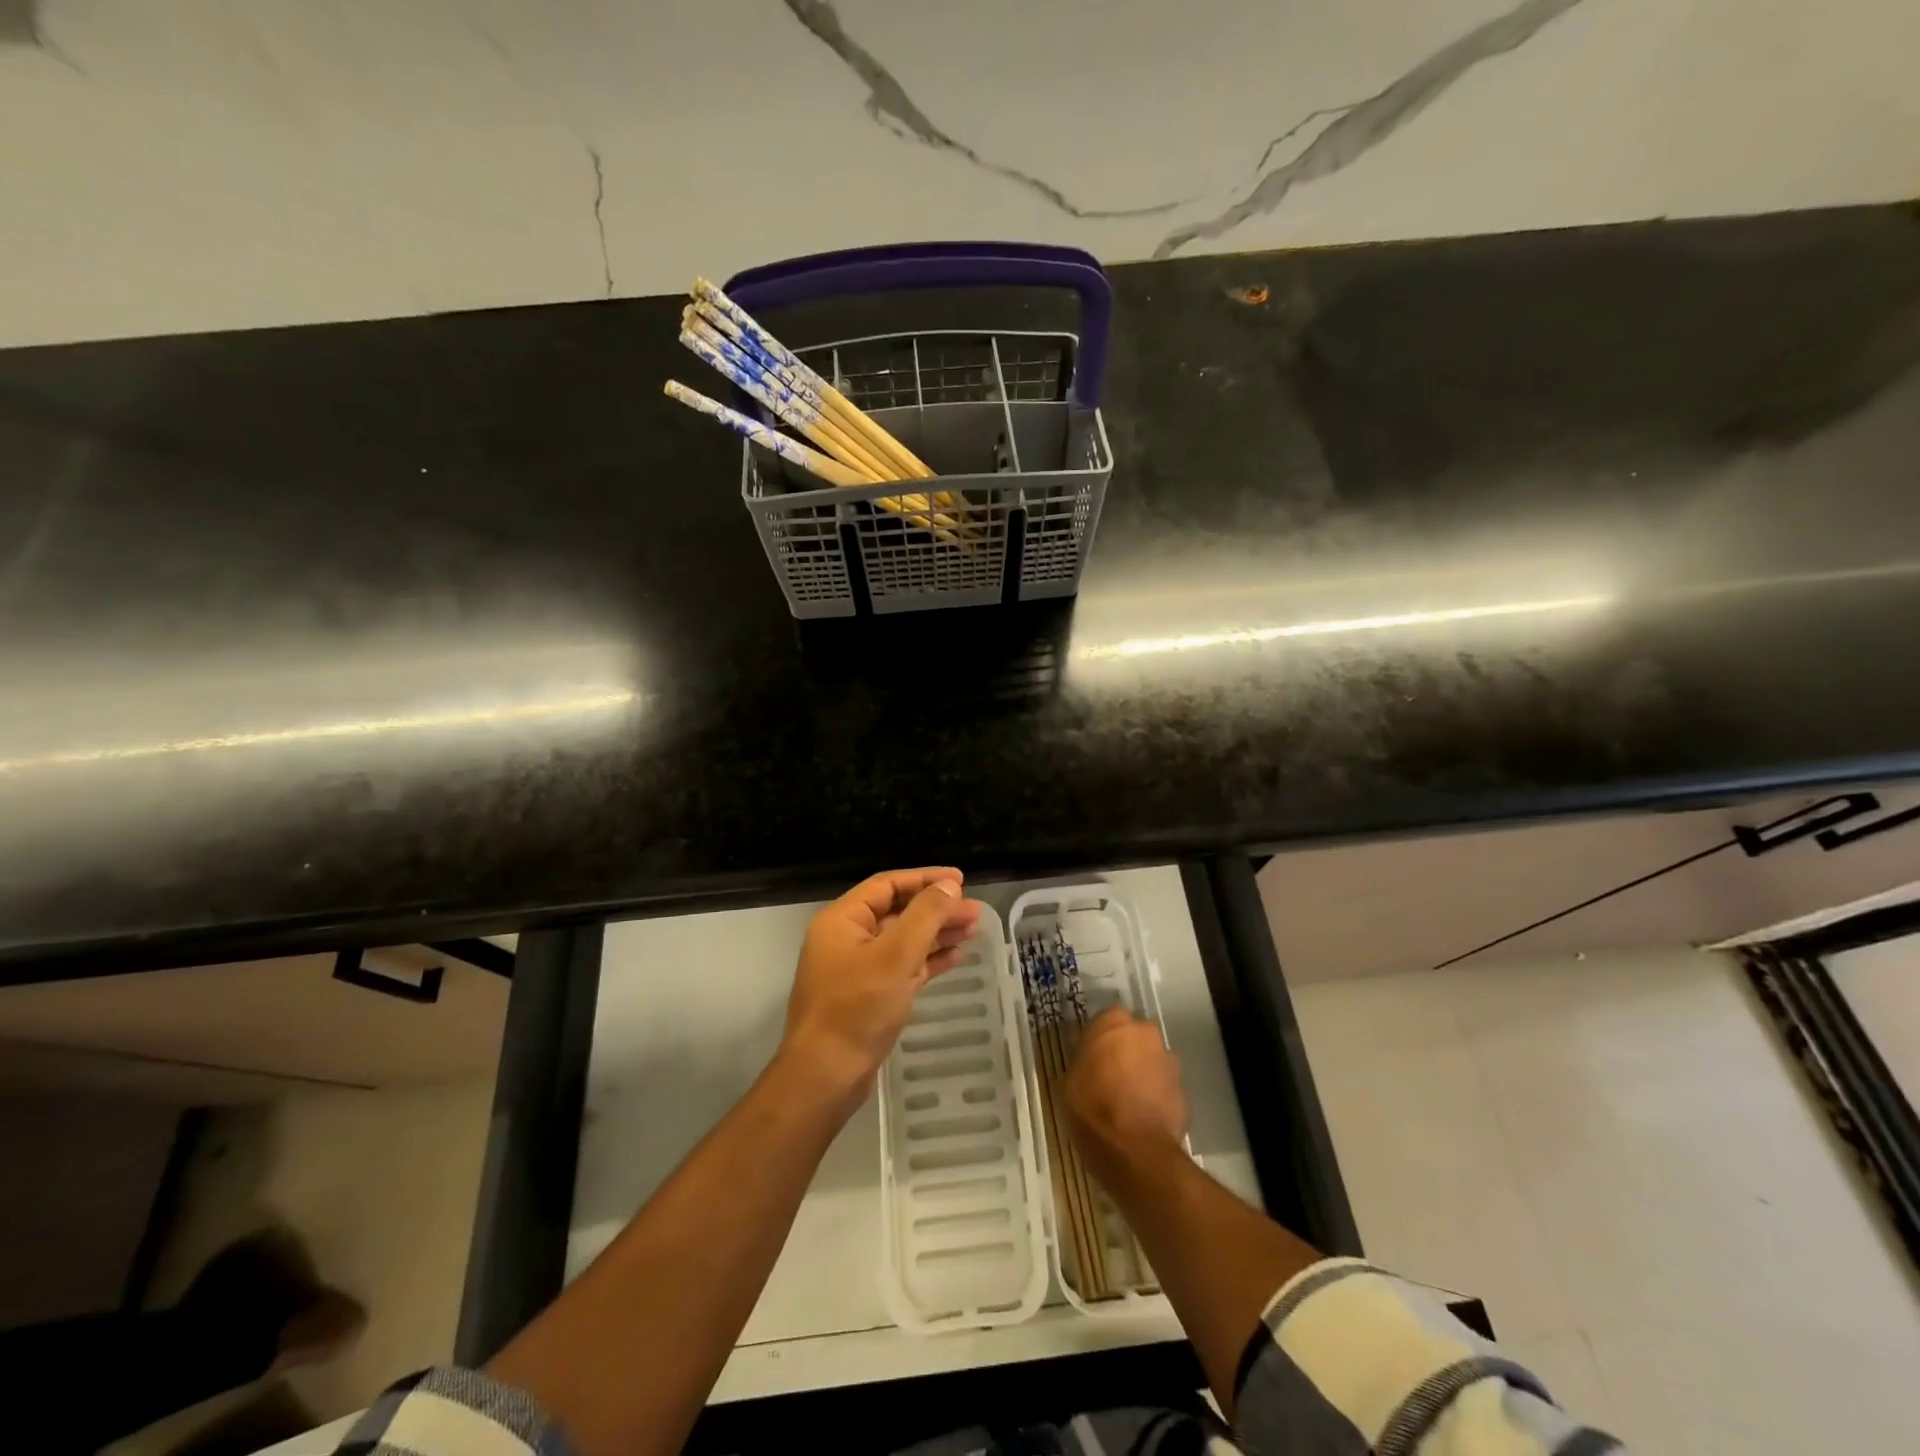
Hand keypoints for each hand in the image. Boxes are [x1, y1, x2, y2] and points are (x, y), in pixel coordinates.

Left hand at [779, 868, 982, 1107]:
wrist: (826, 1076)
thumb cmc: (857, 1008)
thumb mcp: (896, 955)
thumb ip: (925, 915)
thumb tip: (949, 886)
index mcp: (842, 920)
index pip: (887, 885)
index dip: (925, 879)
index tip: (960, 880)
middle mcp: (846, 939)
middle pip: (898, 912)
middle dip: (937, 909)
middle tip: (975, 912)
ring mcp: (856, 969)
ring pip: (902, 940)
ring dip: (936, 934)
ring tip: (974, 930)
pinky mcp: (868, 996)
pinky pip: (901, 967)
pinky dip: (927, 960)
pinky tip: (956, 957)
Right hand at [1065, 1007, 1189, 1183]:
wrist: (1134, 1151)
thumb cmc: (1092, 1107)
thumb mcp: (1070, 1078)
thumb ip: (1084, 1058)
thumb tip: (1090, 1055)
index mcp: (1114, 1021)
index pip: (1106, 1019)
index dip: (1099, 1039)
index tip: (1091, 1057)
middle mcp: (1146, 1032)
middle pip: (1133, 1037)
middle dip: (1125, 1052)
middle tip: (1109, 1076)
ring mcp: (1169, 1060)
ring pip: (1151, 1060)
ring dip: (1142, 1073)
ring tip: (1127, 1101)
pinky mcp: (1184, 1090)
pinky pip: (1164, 1086)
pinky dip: (1155, 1095)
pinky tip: (1142, 1116)